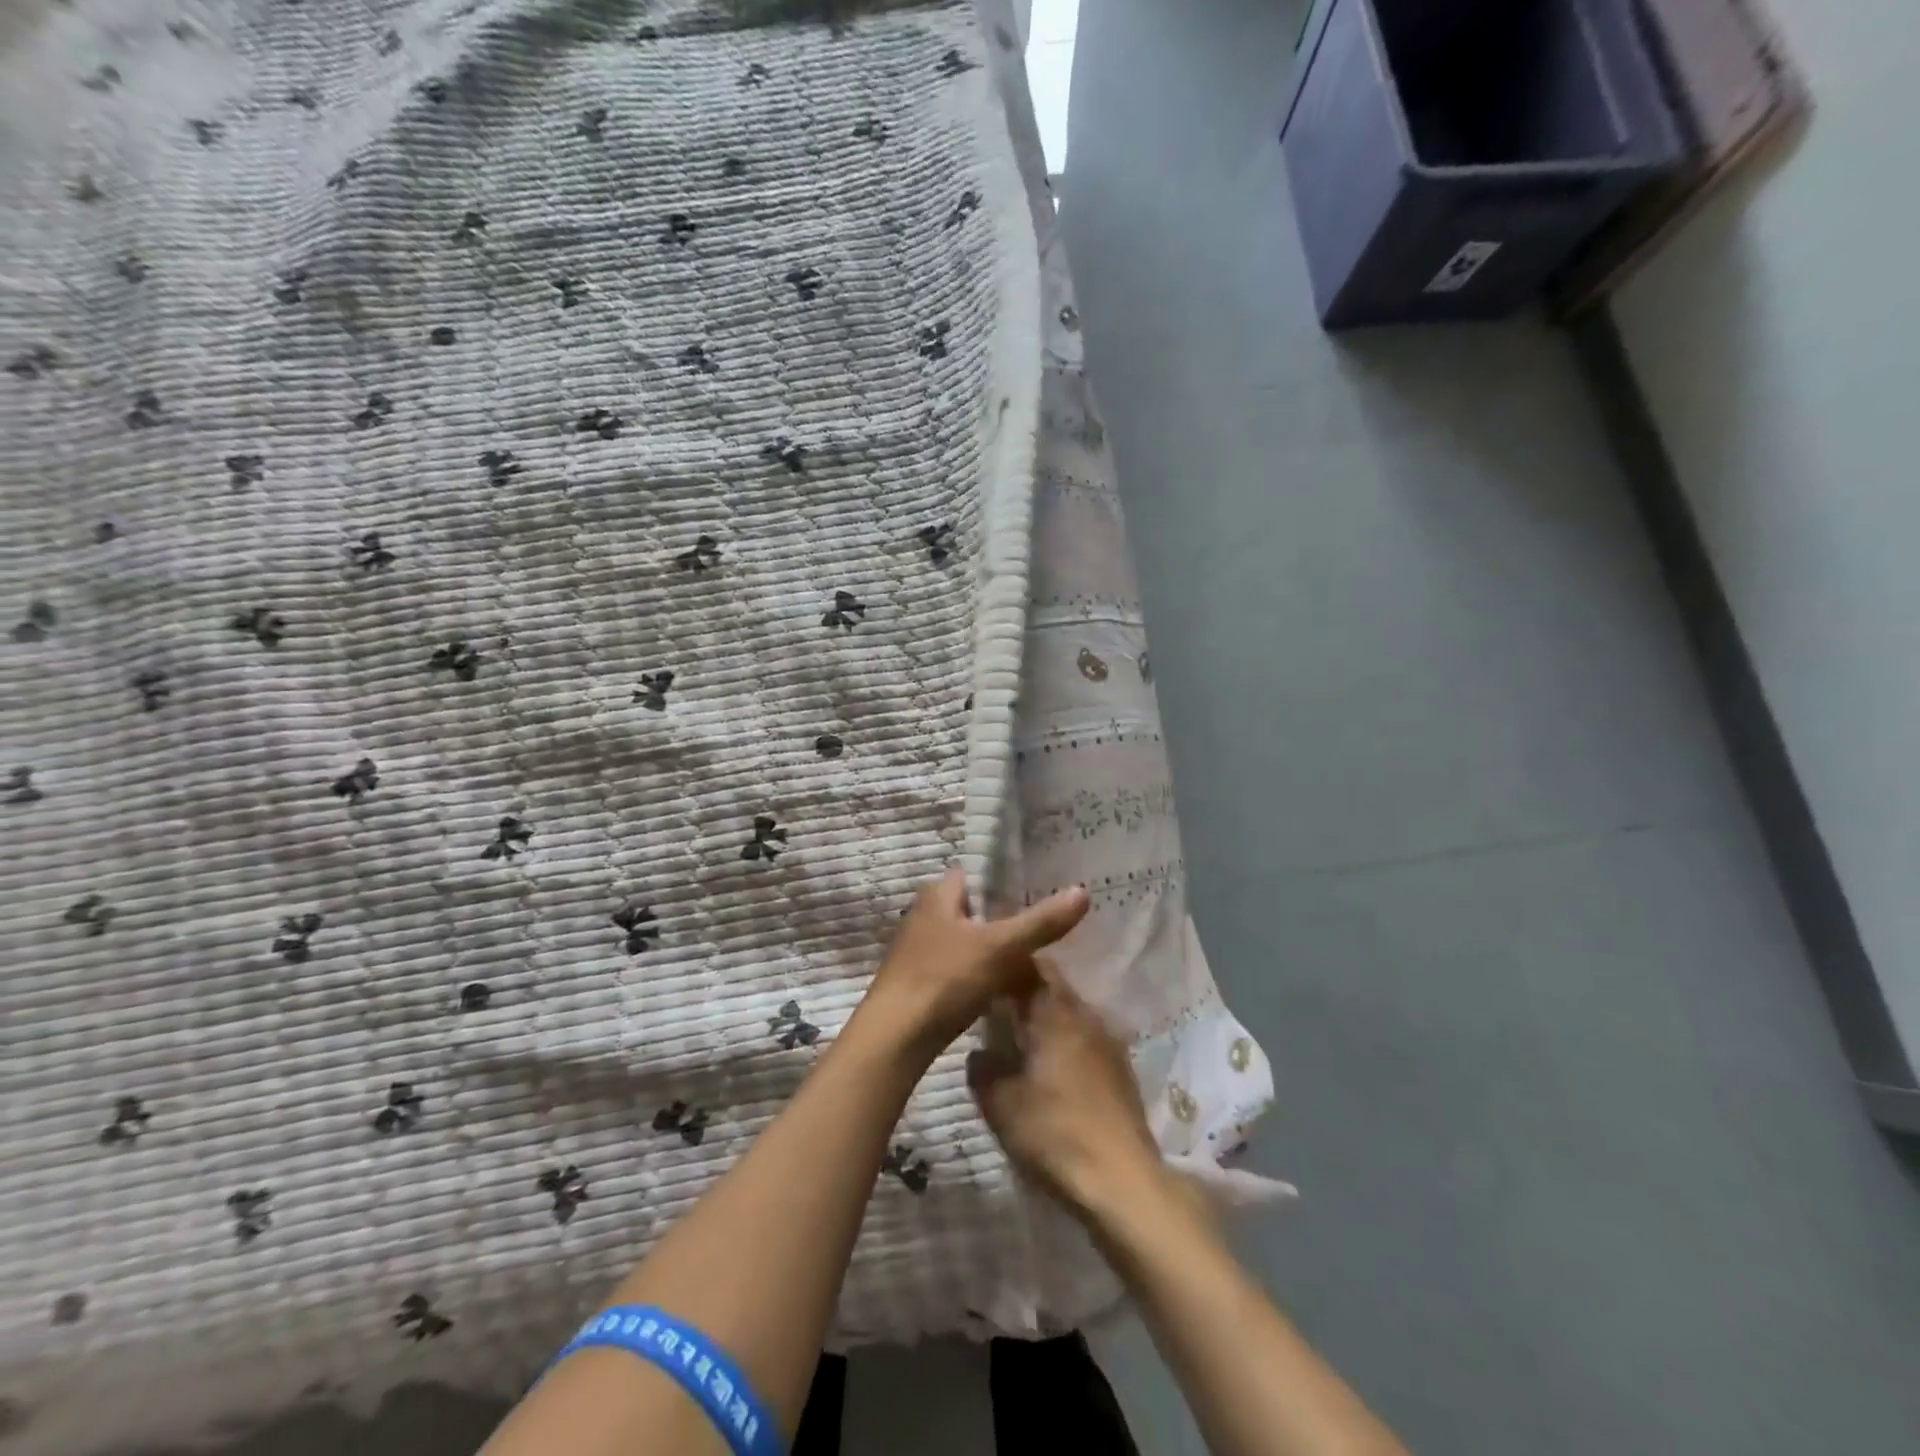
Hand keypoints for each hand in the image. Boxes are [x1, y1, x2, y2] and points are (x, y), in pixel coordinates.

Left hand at [857, 867, 1089, 1066]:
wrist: (894, 1039)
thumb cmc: (944, 979)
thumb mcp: (1000, 948)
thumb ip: (1040, 922)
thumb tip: (1083, 892)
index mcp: (937, 896)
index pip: (975, 874)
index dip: (1004, 880)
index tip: (1039, 890)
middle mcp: (923, 916)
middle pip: (972, 910)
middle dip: (1002, 918)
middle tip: (1042, 928)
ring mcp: (918, 951)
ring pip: (965, 941)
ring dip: (991, 949)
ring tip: (1029, 960)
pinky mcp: (919, 983)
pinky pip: (957, 969)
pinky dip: (978, 975)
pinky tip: (1001, 990)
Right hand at [967, 973, 1163, 1218]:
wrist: (1122, 1182)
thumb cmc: (1054, 1133)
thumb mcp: (1000, 1104)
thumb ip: (983, 1070)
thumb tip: (979, 1052)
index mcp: (1055, 1012)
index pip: (1031, 968)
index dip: (1008, 968)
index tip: (985, 978)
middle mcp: (1086, 1016)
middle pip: (1053, 989)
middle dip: (1026, 994)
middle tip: (997, 1011)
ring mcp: (1109, 1042)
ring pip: (1071, 1015)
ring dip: (1048, 1021)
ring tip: (1022, 1042)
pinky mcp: (1122, 1071)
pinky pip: (1086, 1041)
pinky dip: (1067, 1045)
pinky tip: (1052, 1071)